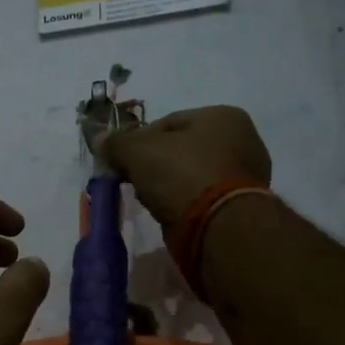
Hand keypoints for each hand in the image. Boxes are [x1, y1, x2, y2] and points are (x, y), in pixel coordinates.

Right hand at [98, 105, 271, 225]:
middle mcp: (243, 141)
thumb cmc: (181, 174)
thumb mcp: (138, 151)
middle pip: (181, 149)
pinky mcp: (240, 206)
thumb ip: (116, 142)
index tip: (122, 161)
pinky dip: (184, 203)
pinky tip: (169, 214)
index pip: (168, 122)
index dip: (138, 140)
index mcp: (224, 116)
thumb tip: (99, 138)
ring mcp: (246, 176)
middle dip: (154, 165)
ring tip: (151, 200)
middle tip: (133, 181)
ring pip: (191, 175)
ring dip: (168, 186)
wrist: (217, 227)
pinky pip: (202, 198)